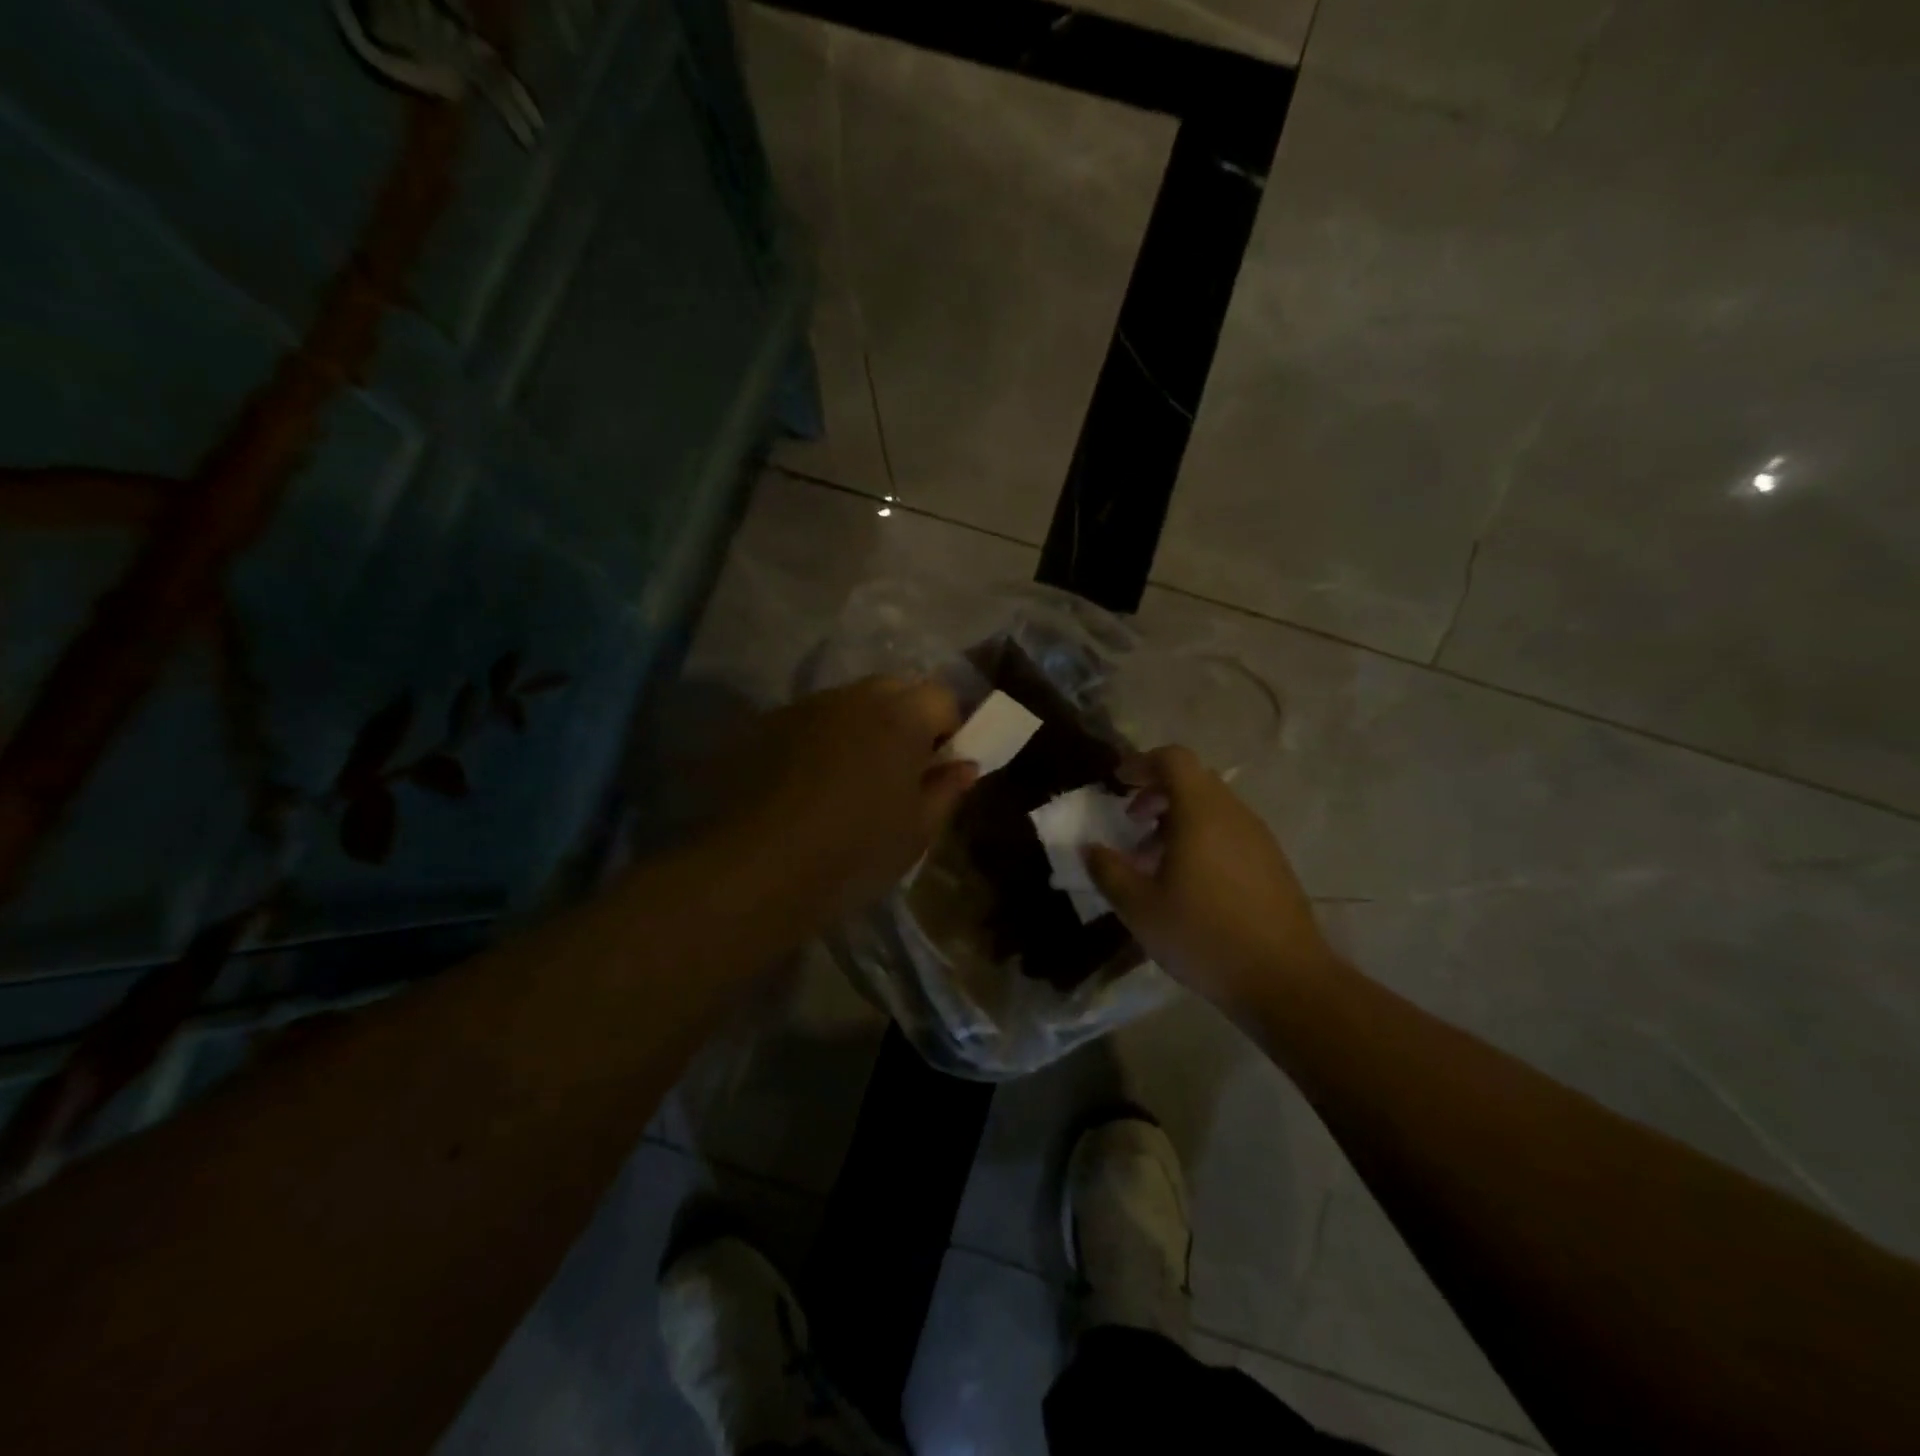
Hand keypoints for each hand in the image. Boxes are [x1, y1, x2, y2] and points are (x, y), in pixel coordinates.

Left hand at [728, 676, 977, 922]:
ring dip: (862, 726)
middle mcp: (854, 697)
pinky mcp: (768, 724)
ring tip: (850, 777)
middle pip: (895, 689)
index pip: (942, 697)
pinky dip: (822, 738)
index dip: (949, 729)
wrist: (759, 868)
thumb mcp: (917, 832)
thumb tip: (963, 766)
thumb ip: (946, 790)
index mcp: (900, 718)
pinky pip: (812, 720)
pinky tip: (809, 782)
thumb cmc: (855, 851)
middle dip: (906, 719)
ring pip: (850, 703)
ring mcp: (806, 706)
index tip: (939, 766)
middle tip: (900, 769)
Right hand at [1084, 746, 1338, 1011]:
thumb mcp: (1140, 908)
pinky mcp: (1272, 863)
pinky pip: (1230, 832)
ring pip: (1212, 808)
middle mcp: (1233, 814)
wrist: (1285, 980)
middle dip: (1157, 793)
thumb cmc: (1204, 936)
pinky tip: (1189, 883)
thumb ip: (1109, 870)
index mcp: (1201, 812)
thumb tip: (1090, 847)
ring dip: (1178, 820)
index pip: (1173, 759)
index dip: (1141, 763)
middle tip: (1131, 822)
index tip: (1118, 783)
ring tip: (1154, 860)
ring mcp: (1258, 838)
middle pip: (1193, 780)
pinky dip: (1202, 839)